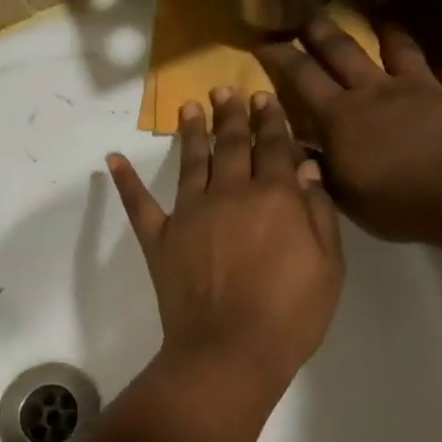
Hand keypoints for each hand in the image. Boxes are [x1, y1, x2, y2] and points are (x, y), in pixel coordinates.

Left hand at [107, 88, 343, 389]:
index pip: (274, 147)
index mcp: (275, 198)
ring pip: (192, 161)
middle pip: (232, 144)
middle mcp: (230, 193)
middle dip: (231, 114)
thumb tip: (307, 170)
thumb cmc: (290, 315)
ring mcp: (189, 213)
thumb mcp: (328, 267)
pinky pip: (139, 204)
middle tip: (226, 89)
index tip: (265, 97)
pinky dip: (126, 181)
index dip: (271, 120)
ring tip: (190, 105)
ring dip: (192, 131)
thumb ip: (318, 214)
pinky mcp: (159, 238)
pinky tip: (113, 159)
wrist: (229, 352)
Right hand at [258, 17, 441, 246]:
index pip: (302, 77)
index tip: (264, 41)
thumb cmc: (396, 201)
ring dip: (386, 29)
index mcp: (340, 116)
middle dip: (320, 31)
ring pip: (397, 48)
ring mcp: (418, 88)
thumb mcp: (344, 195)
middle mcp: (374, 91)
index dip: (281, 57)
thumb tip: (295, 149)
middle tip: (307, 15)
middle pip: (343, 51)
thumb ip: (318, 168)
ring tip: (379, 11)